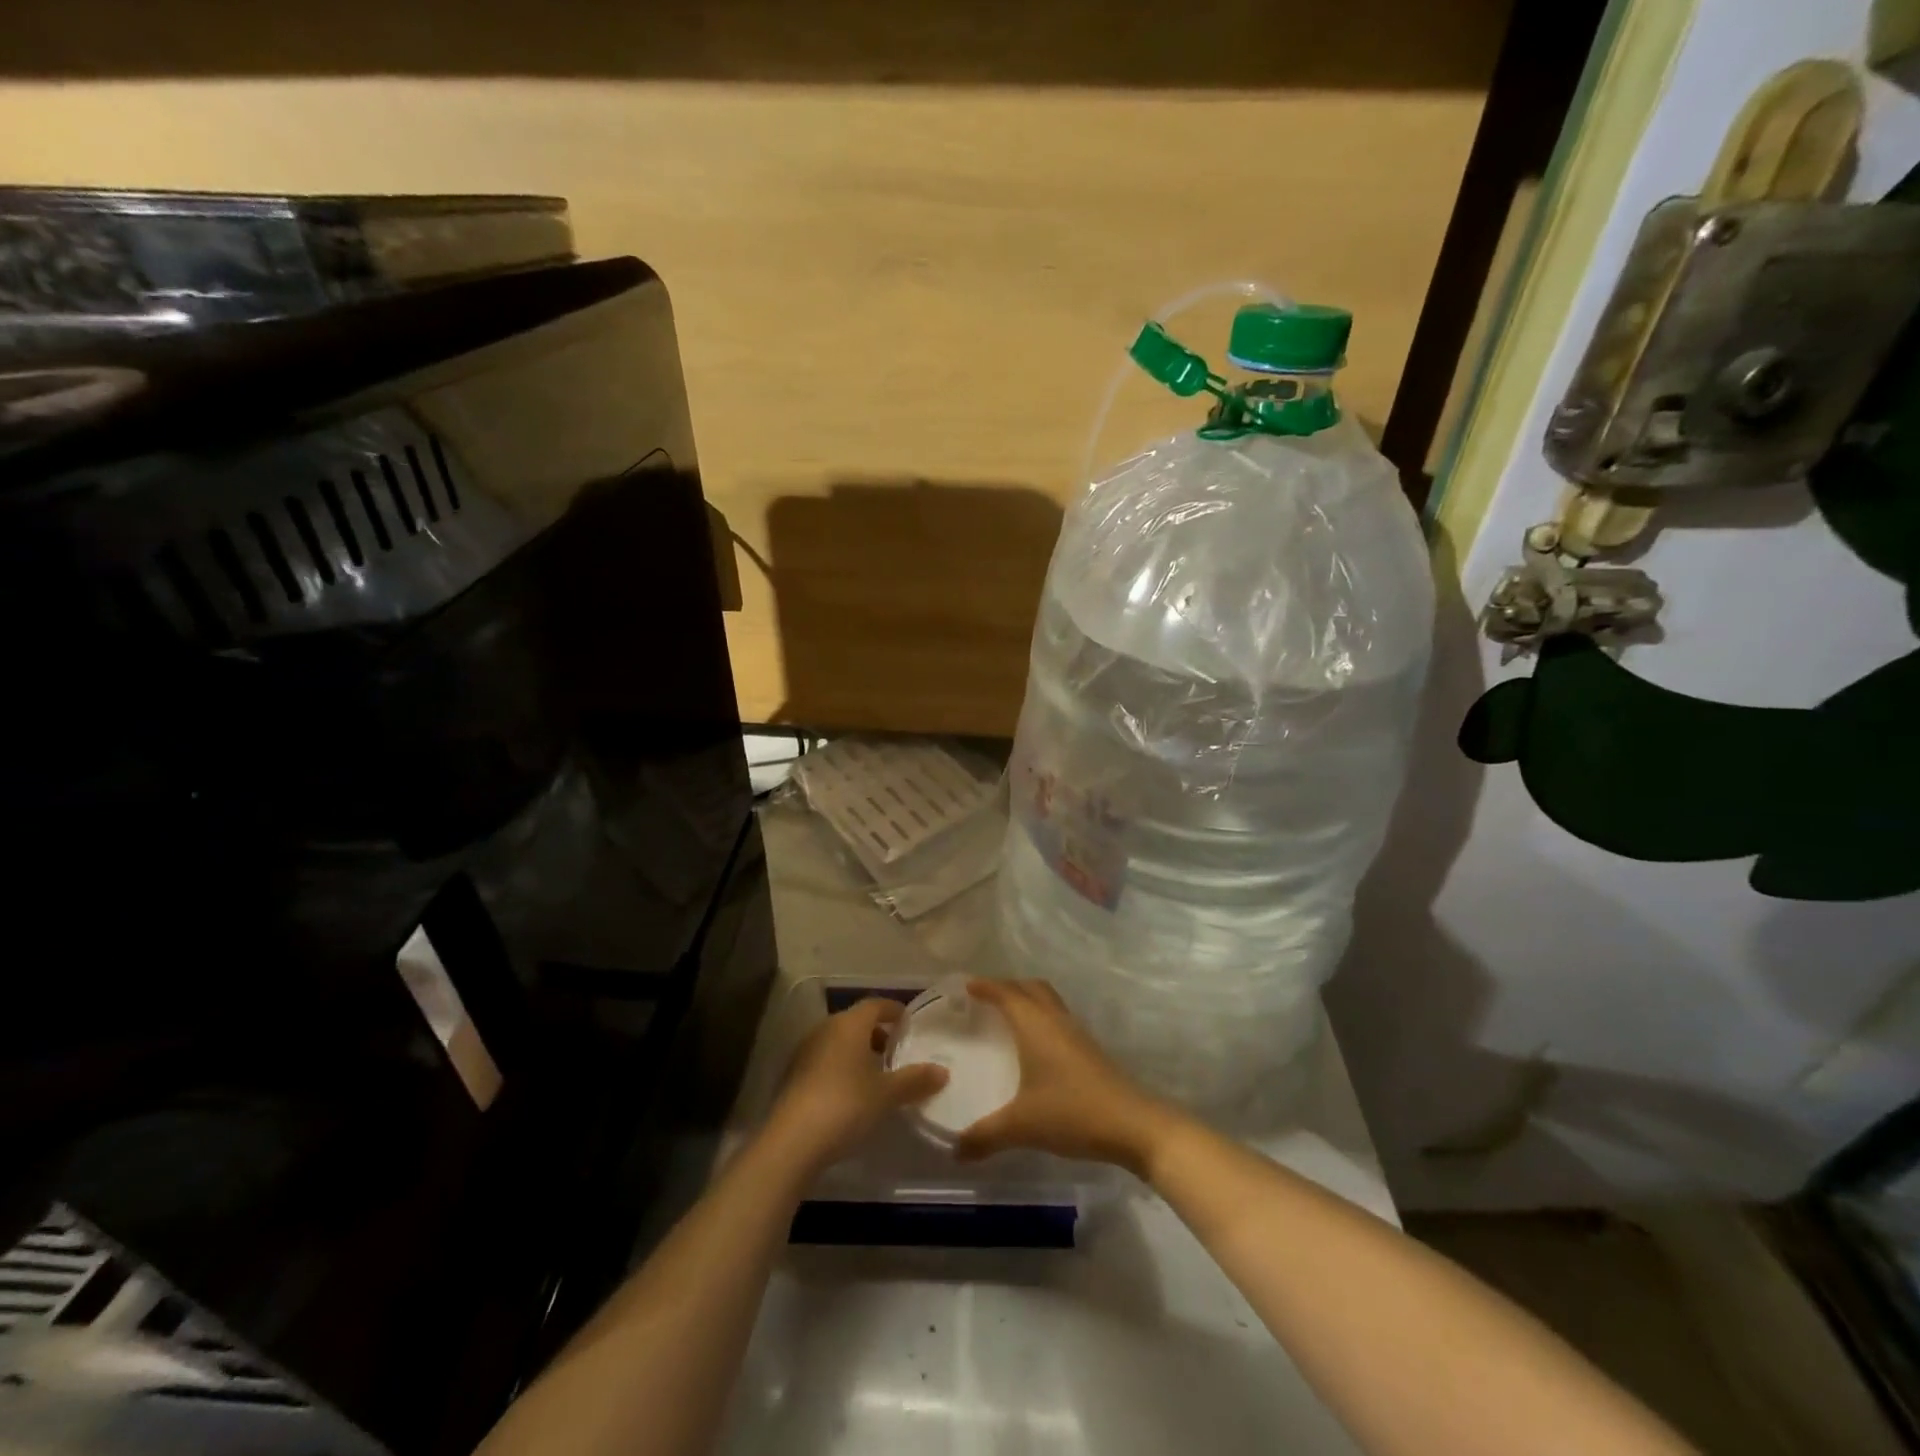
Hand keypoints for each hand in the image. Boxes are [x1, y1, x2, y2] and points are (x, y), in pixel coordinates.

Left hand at [766, 998, 948, 1172]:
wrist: (791, 1142)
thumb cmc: (845, 1105)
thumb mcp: (887, 1094)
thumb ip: (915, 1080)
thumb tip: (942, 1071)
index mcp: (849, 1024)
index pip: (875, 1004)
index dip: (894, 1011)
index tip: (909, 1024)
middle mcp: (825, 1029)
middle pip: (856, 1022)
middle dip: (877, 1034)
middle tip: (897, 1053)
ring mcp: (805, 1052)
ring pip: (838, 1042)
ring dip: (858, 1053)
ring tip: (877, 1077)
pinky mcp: (792, 1076)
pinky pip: (824, 1061)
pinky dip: (841, 1068)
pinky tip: (851, 1095)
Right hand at [953, 979, 1185, 1177]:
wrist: (1133, 1125)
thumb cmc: (1072, 1113)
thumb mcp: (1022, 1126)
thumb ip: (984, 1136)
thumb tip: (955, 1150)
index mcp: (1034, 1025)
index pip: (1006, 993)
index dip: (985, 986)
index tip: (965, 985)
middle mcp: (1055, 1020)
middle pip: (1030, 987)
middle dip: (1006, 986)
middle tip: (984, 997)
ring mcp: (1076, 1033)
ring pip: (1048, 1001)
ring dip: (1027, 1000)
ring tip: (1007, 1017)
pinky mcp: (1089, 1050)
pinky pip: (1058, 1019)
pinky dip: (1041, 1018)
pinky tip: (1035, 1046)